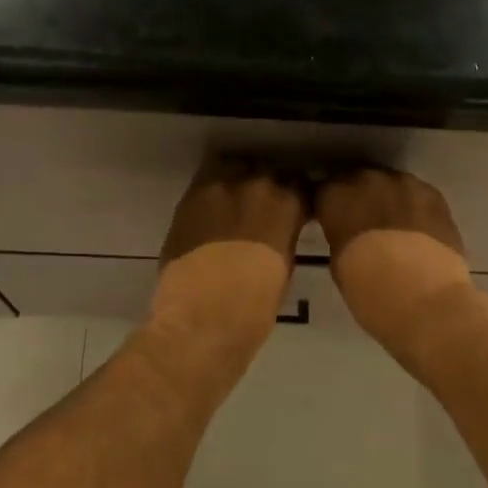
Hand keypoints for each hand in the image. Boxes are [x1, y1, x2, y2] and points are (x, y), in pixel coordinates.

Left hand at [151, 158, 304, 347]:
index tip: (294, 208)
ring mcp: (218, 187)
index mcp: (287, 204)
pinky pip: (205, 181)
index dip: (296, 196)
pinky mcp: (188, 198)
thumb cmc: (255, 307)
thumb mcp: (284, 267)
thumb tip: (279, 229)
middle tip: (262, 206)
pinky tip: (212, 208)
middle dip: (266, 185)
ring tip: (234, 201)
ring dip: (237, 180)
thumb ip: (284, 236)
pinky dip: (211, 190)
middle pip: (265, 171)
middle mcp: (255, 184)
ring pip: (232, 167)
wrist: (201, 319)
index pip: (299, 185)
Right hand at [315, 167, 482, 355]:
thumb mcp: (338, 263)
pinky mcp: (435, 195)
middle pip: (356, 179)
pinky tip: (415, 228)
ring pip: (389, 183)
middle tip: (359, 221)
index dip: (326, 205)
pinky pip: (416, 194)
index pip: (322, 189)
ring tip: (390, 224)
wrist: (427, 302)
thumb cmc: (370, 292)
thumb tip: (346, 230)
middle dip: (356, 196)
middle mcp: (369, 180)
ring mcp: (405, 184)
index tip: (328, 219)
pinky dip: (412, 206)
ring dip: (386, 198)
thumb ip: (339, 234)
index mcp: (336, 196)